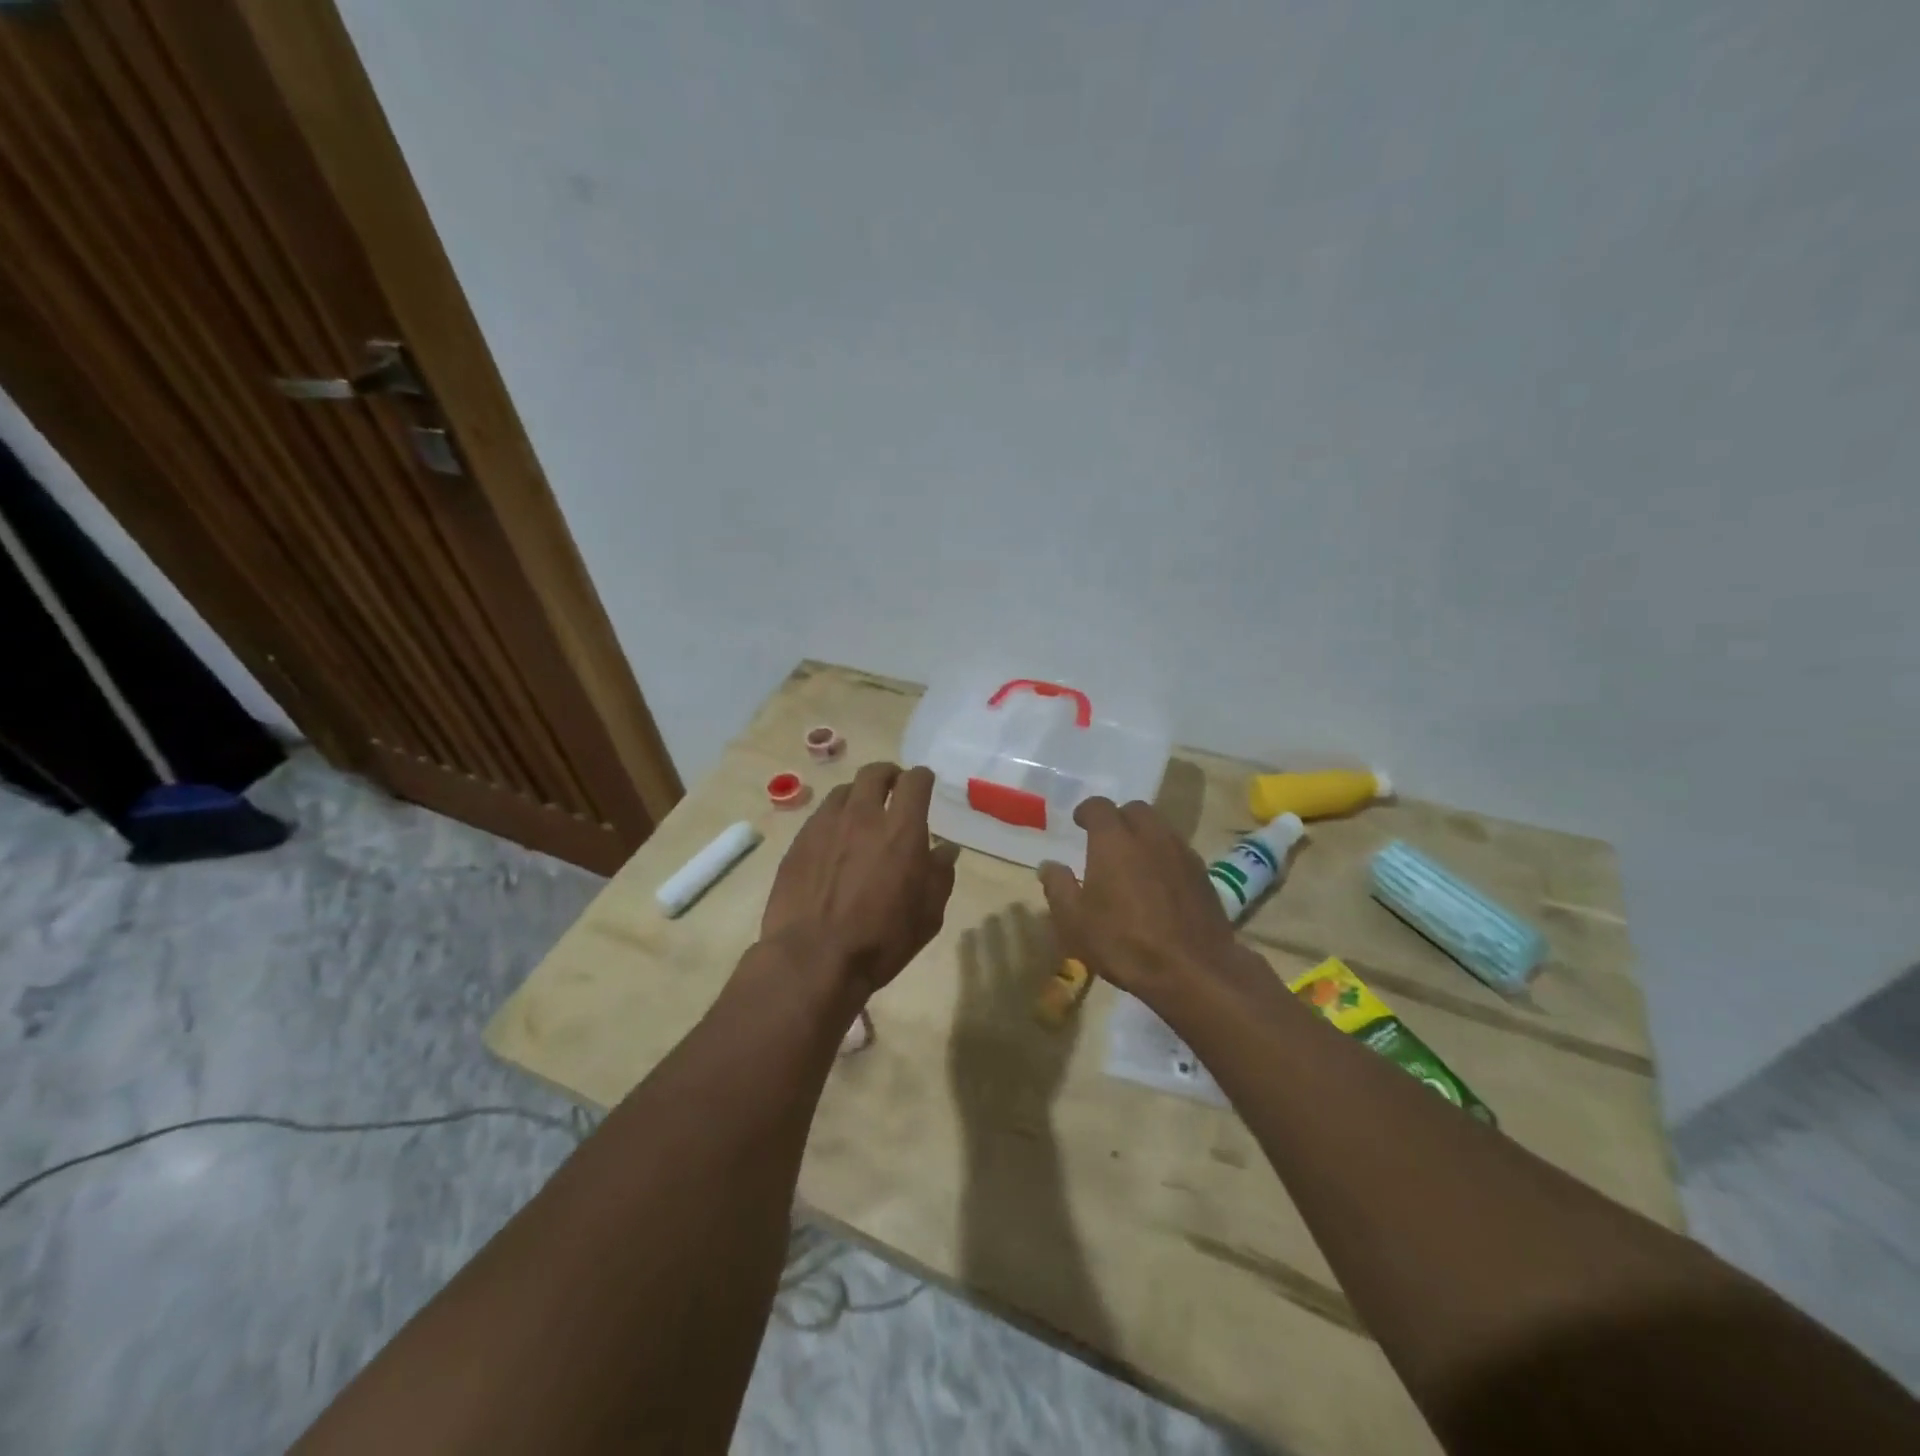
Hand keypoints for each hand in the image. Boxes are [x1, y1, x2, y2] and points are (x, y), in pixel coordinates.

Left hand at [760, 762, 960, 998]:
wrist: (812, 958)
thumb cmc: (881, 940)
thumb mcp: (928, 915)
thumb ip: (940, 875)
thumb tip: (946, 850)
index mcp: (901, 830)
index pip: (914, 781)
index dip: (922, 778)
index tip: (925, 784)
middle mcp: (863, 816)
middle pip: (875, 773)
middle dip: (889, 775)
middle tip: (894, 790)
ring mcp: (825, 825)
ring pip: (844, 790)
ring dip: (859, 795)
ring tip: (862, 814)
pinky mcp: (799, 842)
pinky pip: (821, 815)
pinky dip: (834, 818)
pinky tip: (835, 841)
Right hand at [1038, 798, 1274, 1012]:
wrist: (1192, 971)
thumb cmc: (1123, 943)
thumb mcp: (1074, 921)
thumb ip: (1058, 887)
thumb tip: (1049, 866)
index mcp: (1114, 841)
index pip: (1099, 806)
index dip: (1086, 811)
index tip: (1079, 822)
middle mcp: (1150, 836)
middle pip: (1135, 810)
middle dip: (1119, 818)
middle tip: (1107, 840)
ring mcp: (1181, 853)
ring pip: (1161, 828)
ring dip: (1144, 835)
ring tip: (1134, 861)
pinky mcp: (1203, 875)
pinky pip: (1179, 851)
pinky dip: (1165, 856)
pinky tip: (1160, 883)